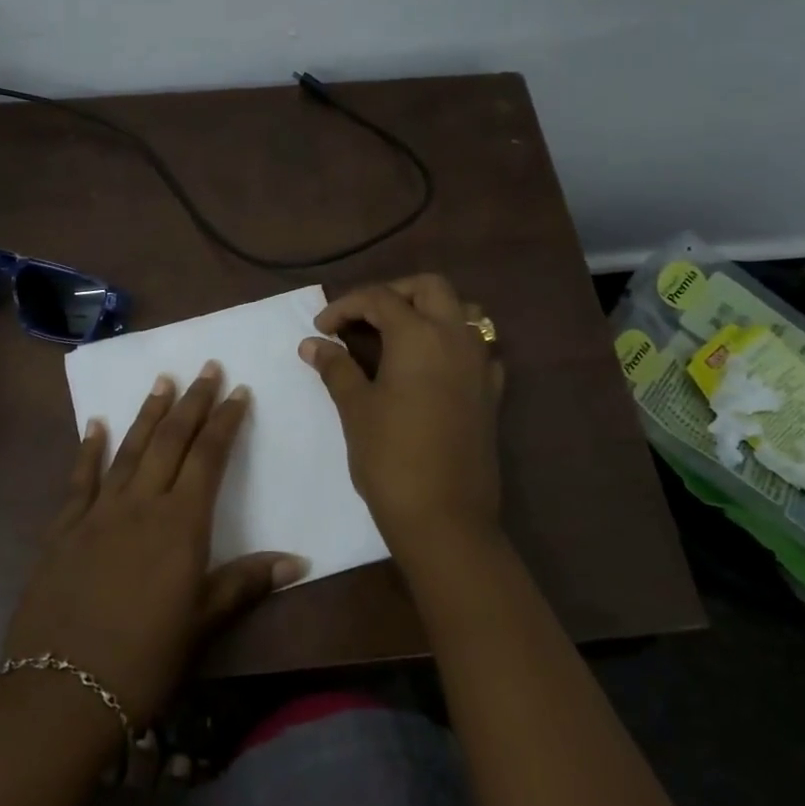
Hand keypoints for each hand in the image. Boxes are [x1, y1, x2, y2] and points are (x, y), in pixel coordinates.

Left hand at [1, 362, 307, 727]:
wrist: (61, 691)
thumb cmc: (145, 660)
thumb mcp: (203, 623)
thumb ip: (246, 583)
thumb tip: (298, 561)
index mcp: (181, 524)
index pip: (209, 458)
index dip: (225, 422)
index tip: (238, 391)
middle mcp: (141, 504)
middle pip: (171, 441)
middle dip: (192, 402)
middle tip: (207, 368)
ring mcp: (98, 513)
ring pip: (129, 450)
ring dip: (148, 413)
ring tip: (163, 381)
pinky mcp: (63, 529)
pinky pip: (80, 479)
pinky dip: (89, 449)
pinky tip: (95, 424)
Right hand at [299, 274, 504, 570]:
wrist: (444, 517)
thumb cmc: (391, 457)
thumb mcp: (356, 408)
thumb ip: (336, 367)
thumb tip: (312, 344)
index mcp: (420, 335)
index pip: (380, 298)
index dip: (345, 307)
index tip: (321, 330)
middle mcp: (457, 337)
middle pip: (430, 288)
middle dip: (393, 293)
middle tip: (363, 318)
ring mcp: (481, 364)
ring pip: (464, 311)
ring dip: (431, 311)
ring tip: (399, 334)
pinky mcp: (492, 392)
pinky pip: (478, 348)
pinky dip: (454, 343)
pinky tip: (432, 367)